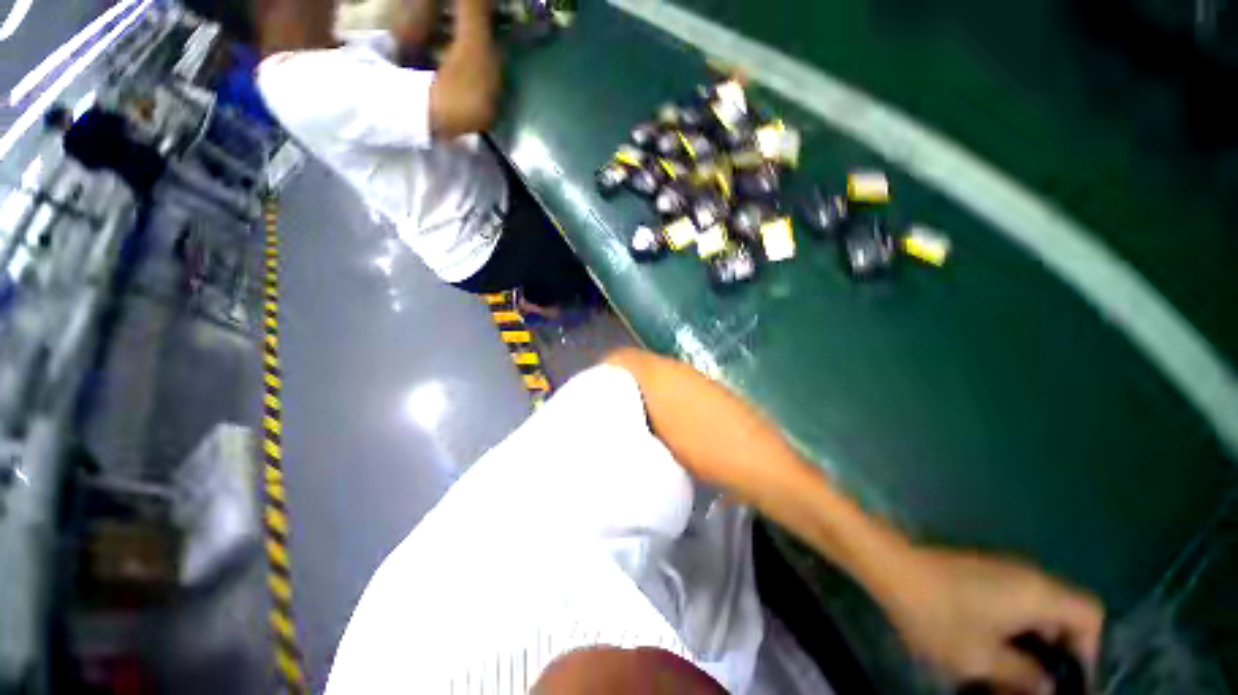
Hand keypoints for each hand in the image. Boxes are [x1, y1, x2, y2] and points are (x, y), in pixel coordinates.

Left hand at [881, 548, 1103, 694]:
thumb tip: (1045, 687)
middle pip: (1063, 616)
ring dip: (1031, 645)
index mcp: (1039, 593)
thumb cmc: (938, 615)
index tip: (1067, 681)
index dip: (1089, 650)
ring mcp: (1000, 570)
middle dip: (1056, 655)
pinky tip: (989, 652)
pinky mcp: (977, 571)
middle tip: (1034, 686)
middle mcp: (1027, 575)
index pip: (1090, 615)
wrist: (888, 566)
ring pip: (1035, 611)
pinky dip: (1010, 629)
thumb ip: (1022, 676)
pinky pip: (1011, 602)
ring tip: (1010, 677)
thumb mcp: (982, 659)